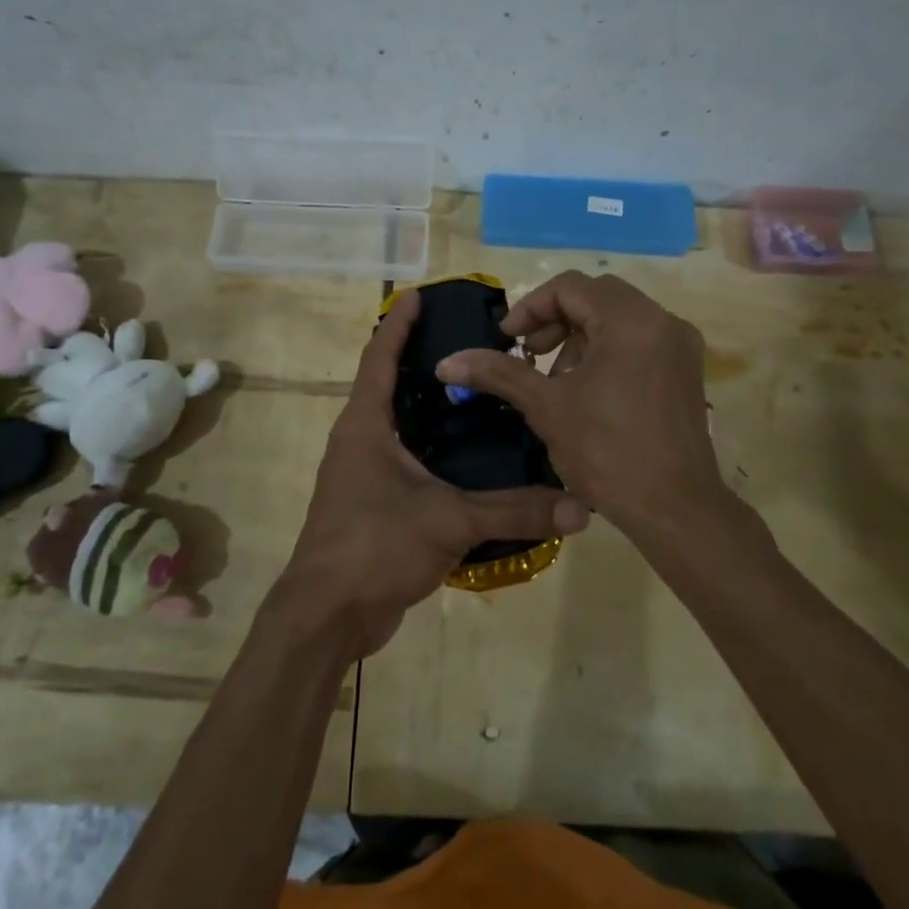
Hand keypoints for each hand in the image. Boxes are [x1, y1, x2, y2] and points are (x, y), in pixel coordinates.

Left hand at [273, 288, 587, 658]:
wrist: (328, 615)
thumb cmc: (375, 546)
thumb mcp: (449, 521)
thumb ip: (515, 510)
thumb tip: (581, 506)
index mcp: (365, 424)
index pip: (380, 357)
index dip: (398, 323)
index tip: (419, 294)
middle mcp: (358, 439)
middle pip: (387, 385)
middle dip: (421, 360)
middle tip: (470, 343)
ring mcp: (361, 473)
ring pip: (397, 425)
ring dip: (427, 407)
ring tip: (476, 393)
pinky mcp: (372, 503)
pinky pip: (404, 461)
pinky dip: (431, 448)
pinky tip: (467, 456)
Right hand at [436, 271, 733, 544]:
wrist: (675, 509)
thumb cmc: (607, 452)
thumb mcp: (546, 407)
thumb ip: (498, 373)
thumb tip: (446, 362)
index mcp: (630, 321)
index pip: (569, 287)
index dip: (530, 308)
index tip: (508, 340)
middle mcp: (662, 321)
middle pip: (596, 297)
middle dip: (554, 321)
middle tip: (529, 356)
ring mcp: (680, 345)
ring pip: (618, 318)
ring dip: (579, 337)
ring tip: (556, 379)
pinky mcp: (687, 370)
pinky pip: (639, 340)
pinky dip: (607, 351)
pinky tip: (588, 390)